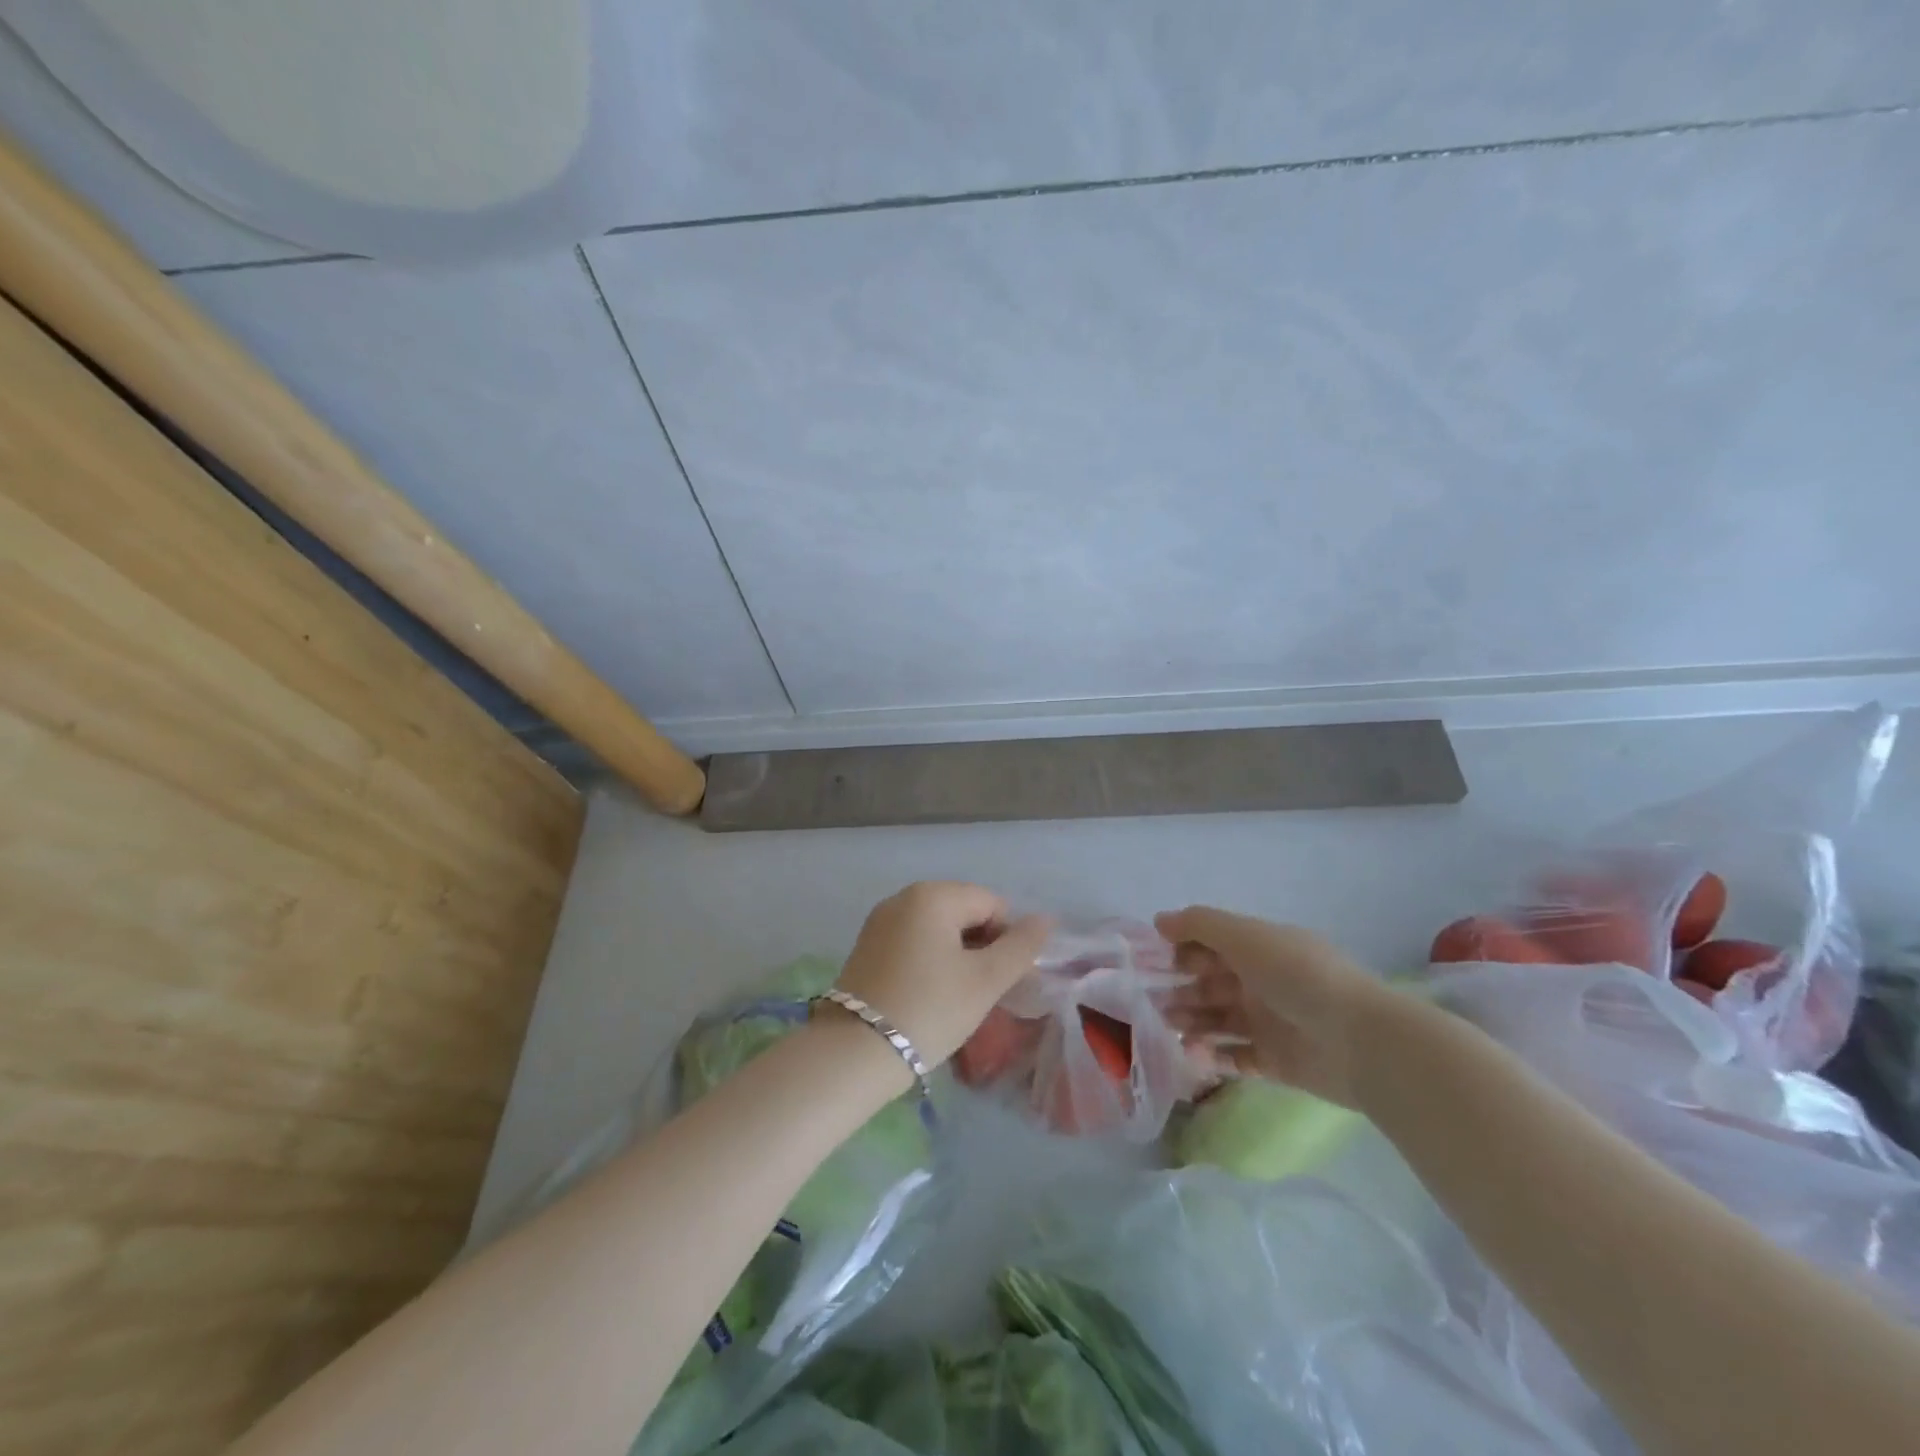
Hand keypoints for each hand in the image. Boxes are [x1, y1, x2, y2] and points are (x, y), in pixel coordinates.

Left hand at [833, 882, 1050, 1070]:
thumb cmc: (930, 1008)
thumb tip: (1045, 920)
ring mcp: (880, 921)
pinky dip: (929, 962)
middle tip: (982, 992)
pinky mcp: (866, 946)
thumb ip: (1021, 946)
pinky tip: (928, 996)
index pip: (991, 904)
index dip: (1007, 940)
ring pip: (938, 929)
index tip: (1002, 980)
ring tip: (956, 998)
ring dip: (957, 956)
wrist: (855, 1052)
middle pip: (963, 912)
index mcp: (933, 895)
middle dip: (981, 947)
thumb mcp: (985, 980)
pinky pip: (913, 942)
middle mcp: (903, 897)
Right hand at [1154, 906, 1393, 1108]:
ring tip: (1169, 1028)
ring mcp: (1270, 1023)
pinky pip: (1236, 1057)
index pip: (1211, 944)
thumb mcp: (1246, 936)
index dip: (1182, 950)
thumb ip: (1199, 925)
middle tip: (1150, 1001)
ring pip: (1218, 1020)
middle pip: (1211, 984)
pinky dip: (1213, 1055)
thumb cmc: (1297, 976)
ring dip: (1191, 1022)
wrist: (1361, 1040)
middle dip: (1180, 989)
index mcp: (1259, 948)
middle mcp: (1262, 982)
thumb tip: (1158, 920)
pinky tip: (1193, 1054)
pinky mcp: (1276, 1062)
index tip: (1152, 961)